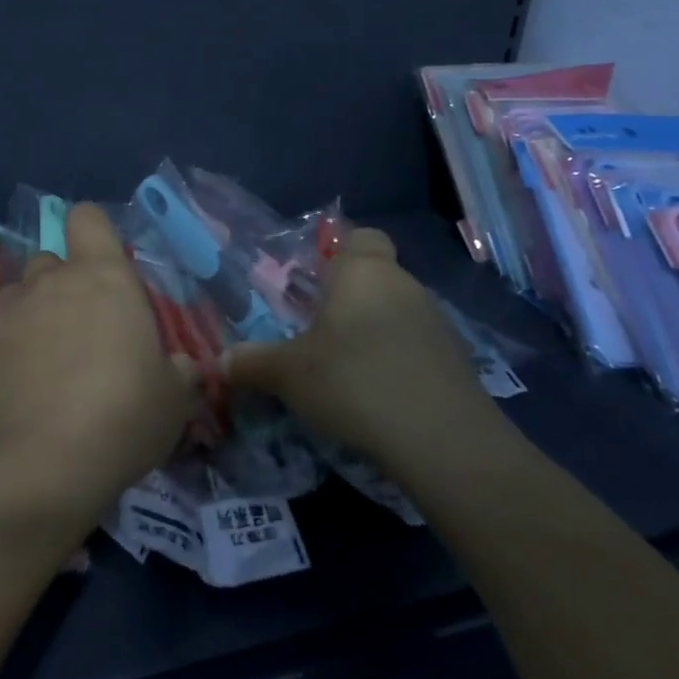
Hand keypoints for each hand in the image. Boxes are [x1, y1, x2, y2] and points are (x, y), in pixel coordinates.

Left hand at [0, 203, 194, 544]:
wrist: (41, 464)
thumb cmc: (123, 417)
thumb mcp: (173, 399)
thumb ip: (179, 371)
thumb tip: (181, 368)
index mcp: (102, 277)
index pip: (87, 218)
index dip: (95, 234)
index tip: (106, 268)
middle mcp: (50, 282)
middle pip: (52, 260)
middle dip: (65, 284)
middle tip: (84, 331)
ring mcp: (7, 312)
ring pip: (20, 293)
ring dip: (34, 313)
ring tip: (47, 358)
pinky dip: (9, 348)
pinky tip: (21, 387)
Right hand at [224, 227, 503, 477]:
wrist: (444, 441)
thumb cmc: (355, 381)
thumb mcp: (288, 374)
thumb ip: (252, 363)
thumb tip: (221, 362)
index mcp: (364, 273)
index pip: (360, 236)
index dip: (339, 251)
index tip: (313, 281)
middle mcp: (405, 286)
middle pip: (375, 278)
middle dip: (347, 301)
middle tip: (313, 333)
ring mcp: (437, 324)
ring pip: (396, 314)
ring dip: (372, 334)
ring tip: (343, 370)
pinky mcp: (457, 363)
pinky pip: (416, 348)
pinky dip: (396, 363)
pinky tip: (377, 396)